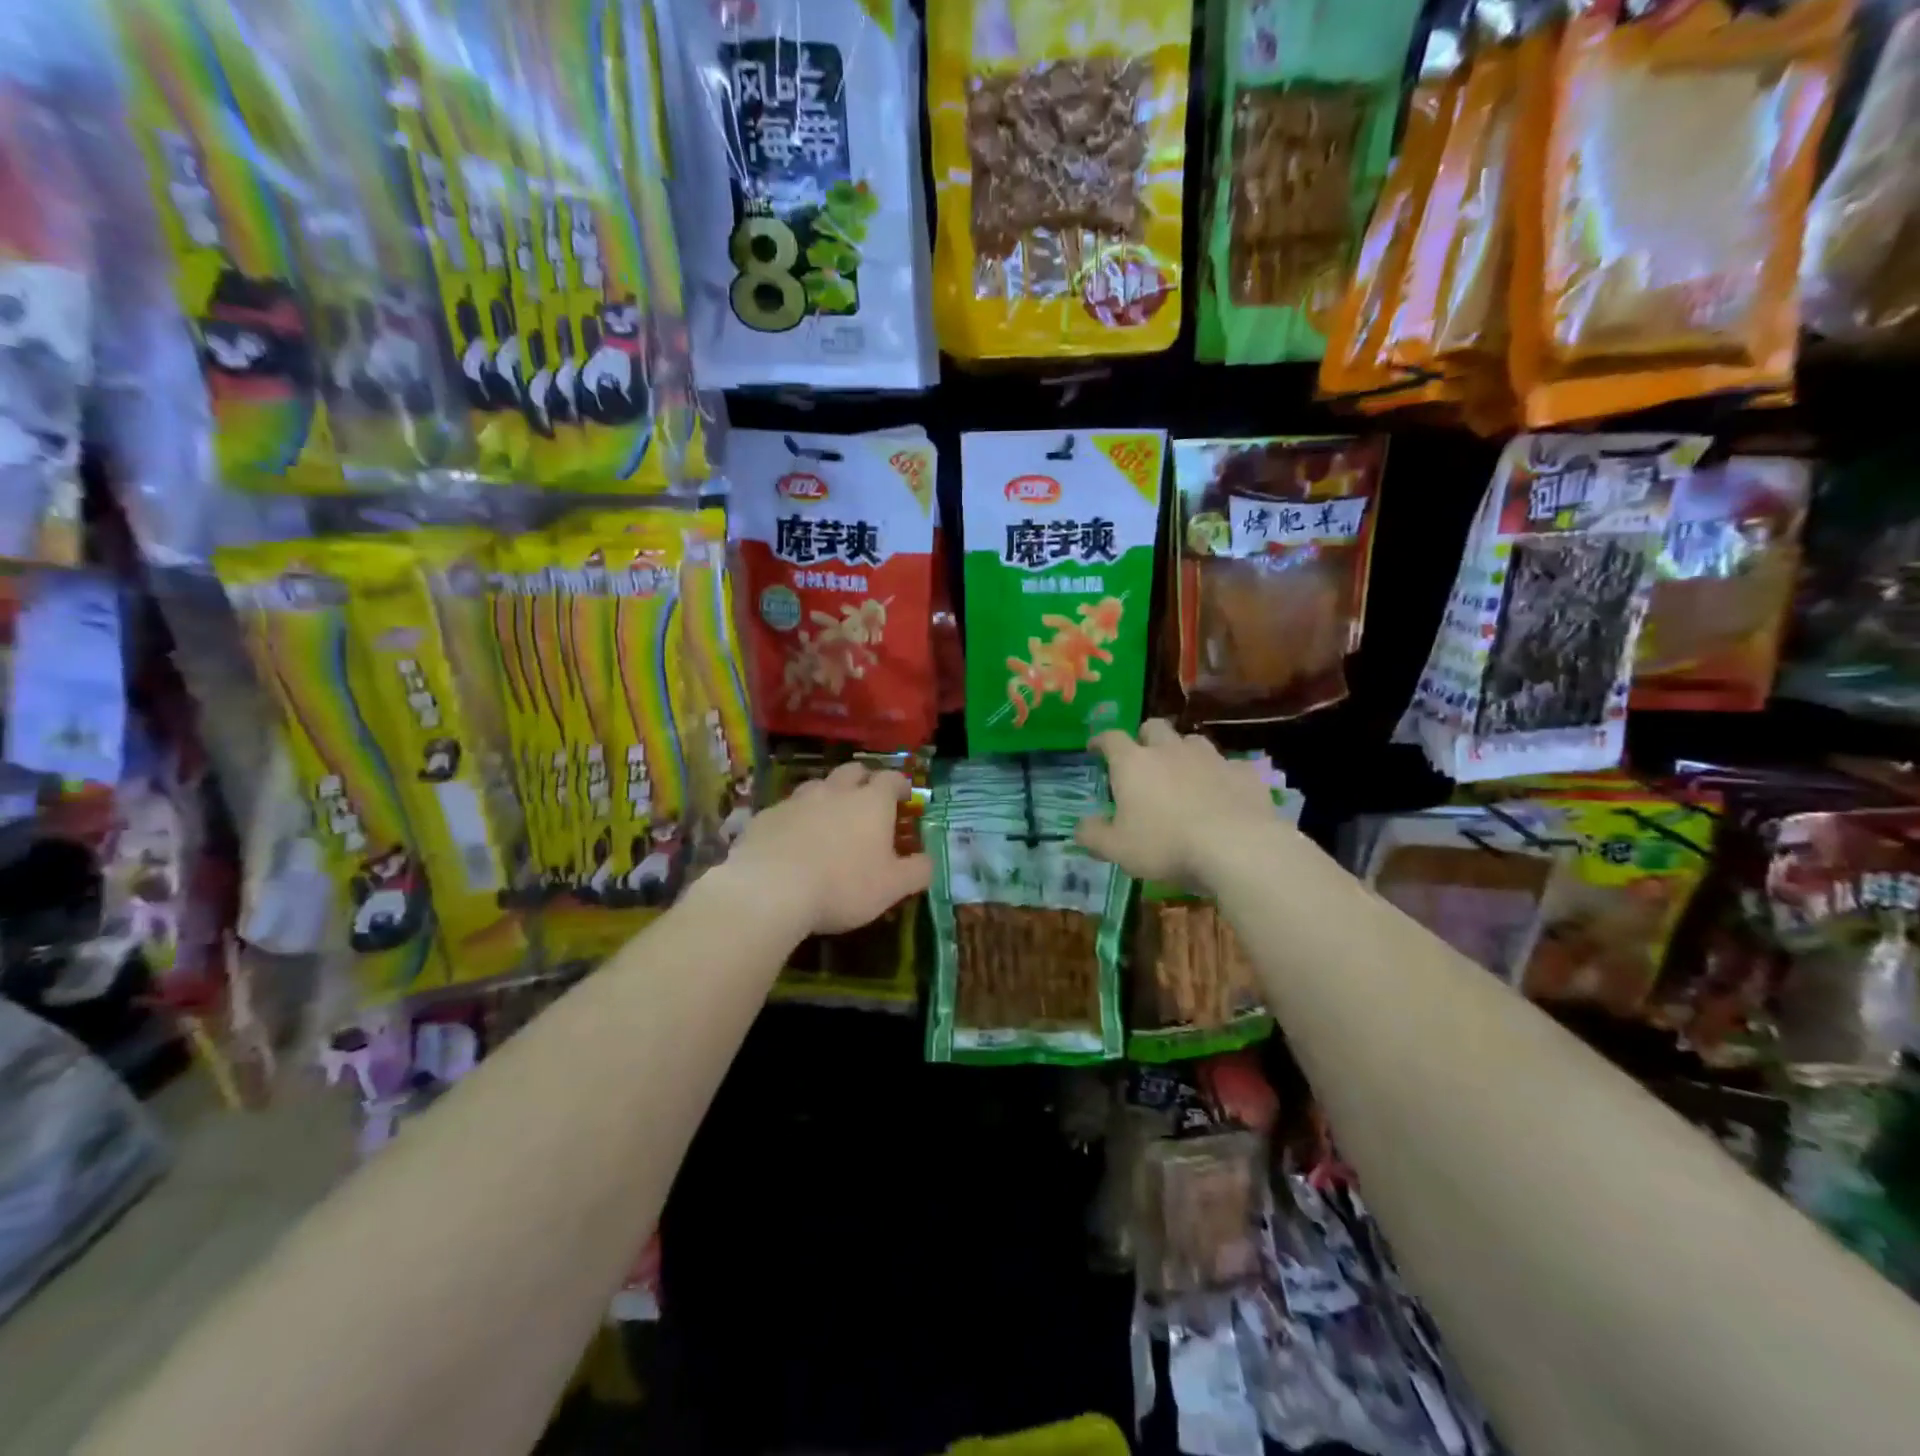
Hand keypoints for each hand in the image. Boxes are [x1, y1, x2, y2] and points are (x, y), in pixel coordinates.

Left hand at [719, 762, 931, 936]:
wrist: (770, 889)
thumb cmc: (842, 886)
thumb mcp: (892, 887)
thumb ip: (917, 871)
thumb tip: (928, 861)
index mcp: (871, 802)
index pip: (891, 779)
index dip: (900, 785)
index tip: (905, 796)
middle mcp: (836, 791)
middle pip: (853, 771)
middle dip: (864, 780)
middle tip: (868, 799)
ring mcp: (798, 800)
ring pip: (818, 785)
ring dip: (828, 795)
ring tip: (829, 817)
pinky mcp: (767, 815)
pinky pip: (788, 809)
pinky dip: (797, 818)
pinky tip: (793, 839)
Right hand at [1075, 720, 1280, 890]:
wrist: (1236, 846)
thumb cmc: (1166, 845)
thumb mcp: (1117, 849)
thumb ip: (1093, 835)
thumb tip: (1080, 826)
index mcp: (1134, 763)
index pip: (1111, 738)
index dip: (1100, 740)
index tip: (1095, 747)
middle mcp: (1169, 750)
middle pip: (1154, 728)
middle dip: (1145, 738)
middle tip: (1142, 758)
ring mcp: (1210, 758)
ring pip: (1192, 742)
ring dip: (1183, 752)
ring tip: (1182, 774)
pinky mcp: (1243, 772)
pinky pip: (1228, 766)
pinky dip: (1219, 775)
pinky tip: (1221, 793)